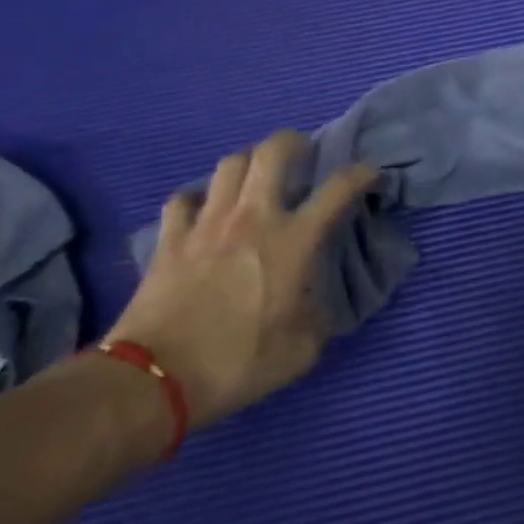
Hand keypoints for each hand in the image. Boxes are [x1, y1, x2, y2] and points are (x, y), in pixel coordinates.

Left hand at [109, 133, 377, 428]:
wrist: (154, 381)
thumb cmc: (236, 365)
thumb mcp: (300, 352)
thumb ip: (318, 319)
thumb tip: (317, 306)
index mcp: (293, 241)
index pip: (338, 188)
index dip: (361, 173)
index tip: (370, 173)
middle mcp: (253, 217)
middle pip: (273, 151)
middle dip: (293, 142)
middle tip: (301, 154)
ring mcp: (207, 223)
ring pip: (229, 164)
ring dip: (248, 163)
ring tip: (253, 178)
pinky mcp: (170, 238)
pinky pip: (183, 200)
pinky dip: (196, 200)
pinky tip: (201, 212)